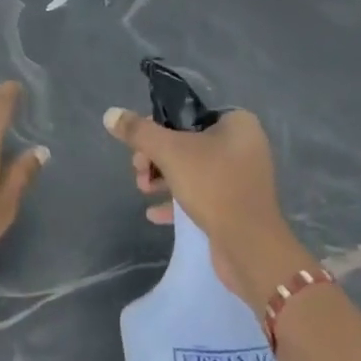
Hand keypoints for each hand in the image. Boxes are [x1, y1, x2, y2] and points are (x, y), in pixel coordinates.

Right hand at [103, 105, 314, 303]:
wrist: (250, 247)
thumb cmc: (213, 186)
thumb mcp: (170, 152)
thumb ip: (139, 132)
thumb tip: (110, 114)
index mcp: (237, 123)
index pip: (188, 113)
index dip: (159, 126)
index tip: (138, 144)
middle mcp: (244, 145)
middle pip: (187, 141)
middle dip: (156, 157)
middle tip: (138, 171)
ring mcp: (241, 177)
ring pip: (192, 169)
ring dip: (163, 178)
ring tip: (142, 190)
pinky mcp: (236, 205)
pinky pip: (202, 194)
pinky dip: (178, 199)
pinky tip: (154, 214)